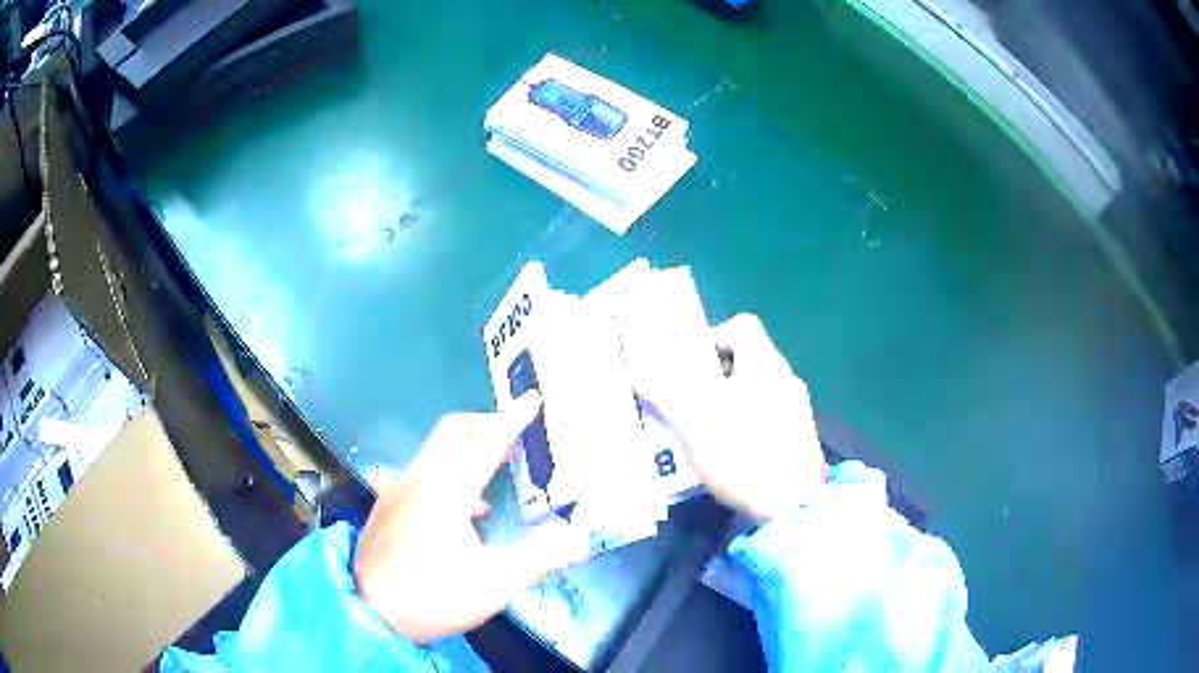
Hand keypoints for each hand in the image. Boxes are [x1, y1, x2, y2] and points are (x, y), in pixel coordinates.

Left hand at [352, 393, 589, 642]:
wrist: (368, 613)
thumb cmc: (433, 597)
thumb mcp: (493, 583)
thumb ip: (538, 557)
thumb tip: (579, 537)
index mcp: (446, 491)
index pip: (486, 443)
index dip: (512, 420)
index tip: (533, 398)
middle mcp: (418, 480)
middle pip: (452, 431)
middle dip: (485, 423)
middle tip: (514, 432)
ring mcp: (396, 491)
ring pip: (434, 451)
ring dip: (466, 449)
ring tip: (495, 471)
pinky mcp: (385, 507)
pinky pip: (421, 474)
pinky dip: (447, 474)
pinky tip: (463, 511)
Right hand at [653, 314, 827, 520]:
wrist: (794, 508)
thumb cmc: (743, 457)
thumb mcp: (694, 426)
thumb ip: (663, 395)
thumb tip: (635, 370)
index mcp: (765, 365)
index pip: (743, 325)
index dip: (714, 335)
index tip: (693, 366)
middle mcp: (787, 379)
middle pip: (750, 359)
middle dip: (717, 376)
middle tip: (692, 401)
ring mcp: (800, 410)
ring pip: (761, 390)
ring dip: (734, 402)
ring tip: (708, 431)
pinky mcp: (804, 439)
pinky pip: (772, 416)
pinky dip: (751, 424)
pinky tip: (735, 455)